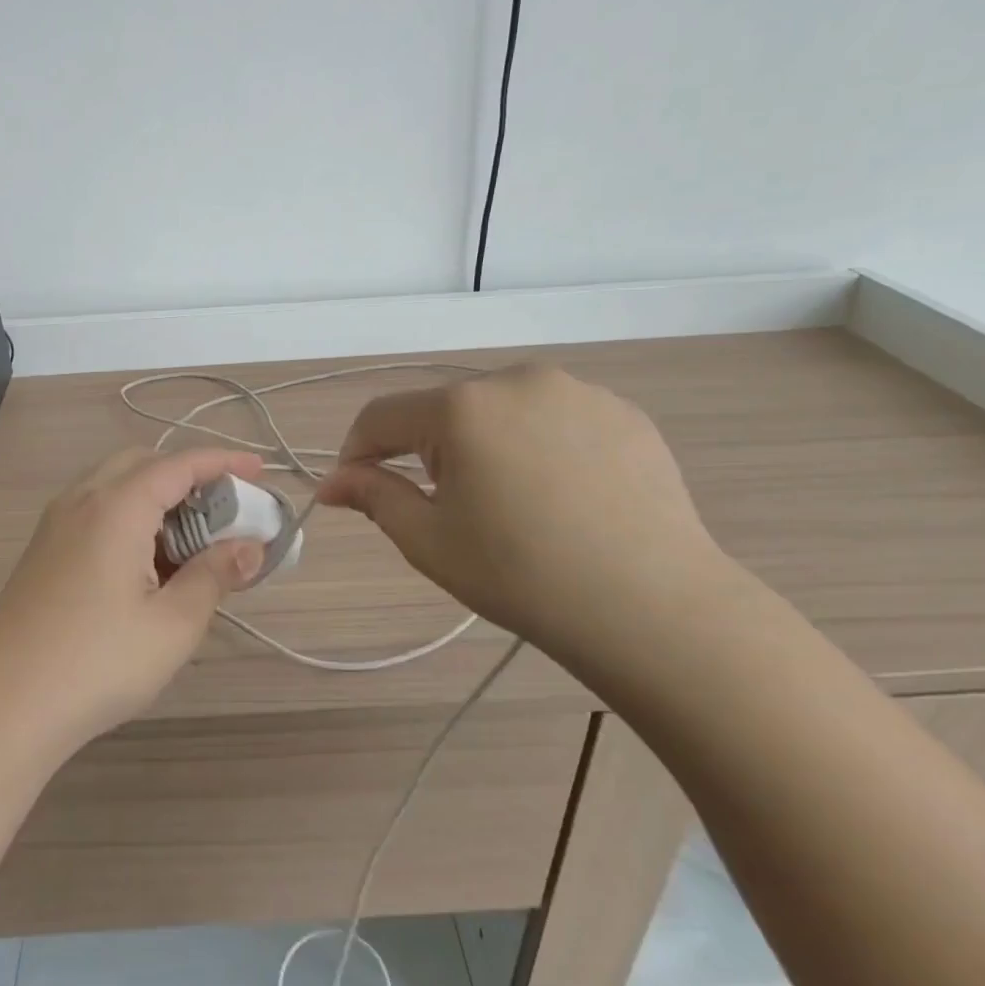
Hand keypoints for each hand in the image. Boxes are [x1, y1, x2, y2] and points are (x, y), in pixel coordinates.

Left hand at [0, 447, 266, 748]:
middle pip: (142, 464)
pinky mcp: (42, 553)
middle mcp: (81, 502)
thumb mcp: (174, 623)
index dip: (222, 462)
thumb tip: (250, 548)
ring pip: (114, 487)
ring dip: (156, 498)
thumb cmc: (98, 662)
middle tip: (222, 511)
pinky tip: (144, 566)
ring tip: (187, 543)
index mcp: (116, 507)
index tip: (259, 470)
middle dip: (187, 476)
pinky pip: (93, 512)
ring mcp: (54, 526)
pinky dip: (128, 518)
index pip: (179, 464)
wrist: (3, 706)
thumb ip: (215, 575)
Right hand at [317, 364, 741, 670]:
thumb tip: (331, 481)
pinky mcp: (622, 411)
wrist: (653, 606)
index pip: (381, 416)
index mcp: (461, 407)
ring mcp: (577, 390)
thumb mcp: (429, 541)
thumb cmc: (522, 576)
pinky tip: (563, 497)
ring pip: (502, 411)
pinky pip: (556, 419)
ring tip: (513, 504)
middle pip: (444, 410)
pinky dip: (540, 447)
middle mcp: (516, 379)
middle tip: (448, 511)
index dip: (358, 453)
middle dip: (428, 452)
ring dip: (486, 445)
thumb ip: (373, 497)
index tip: (358, 491)